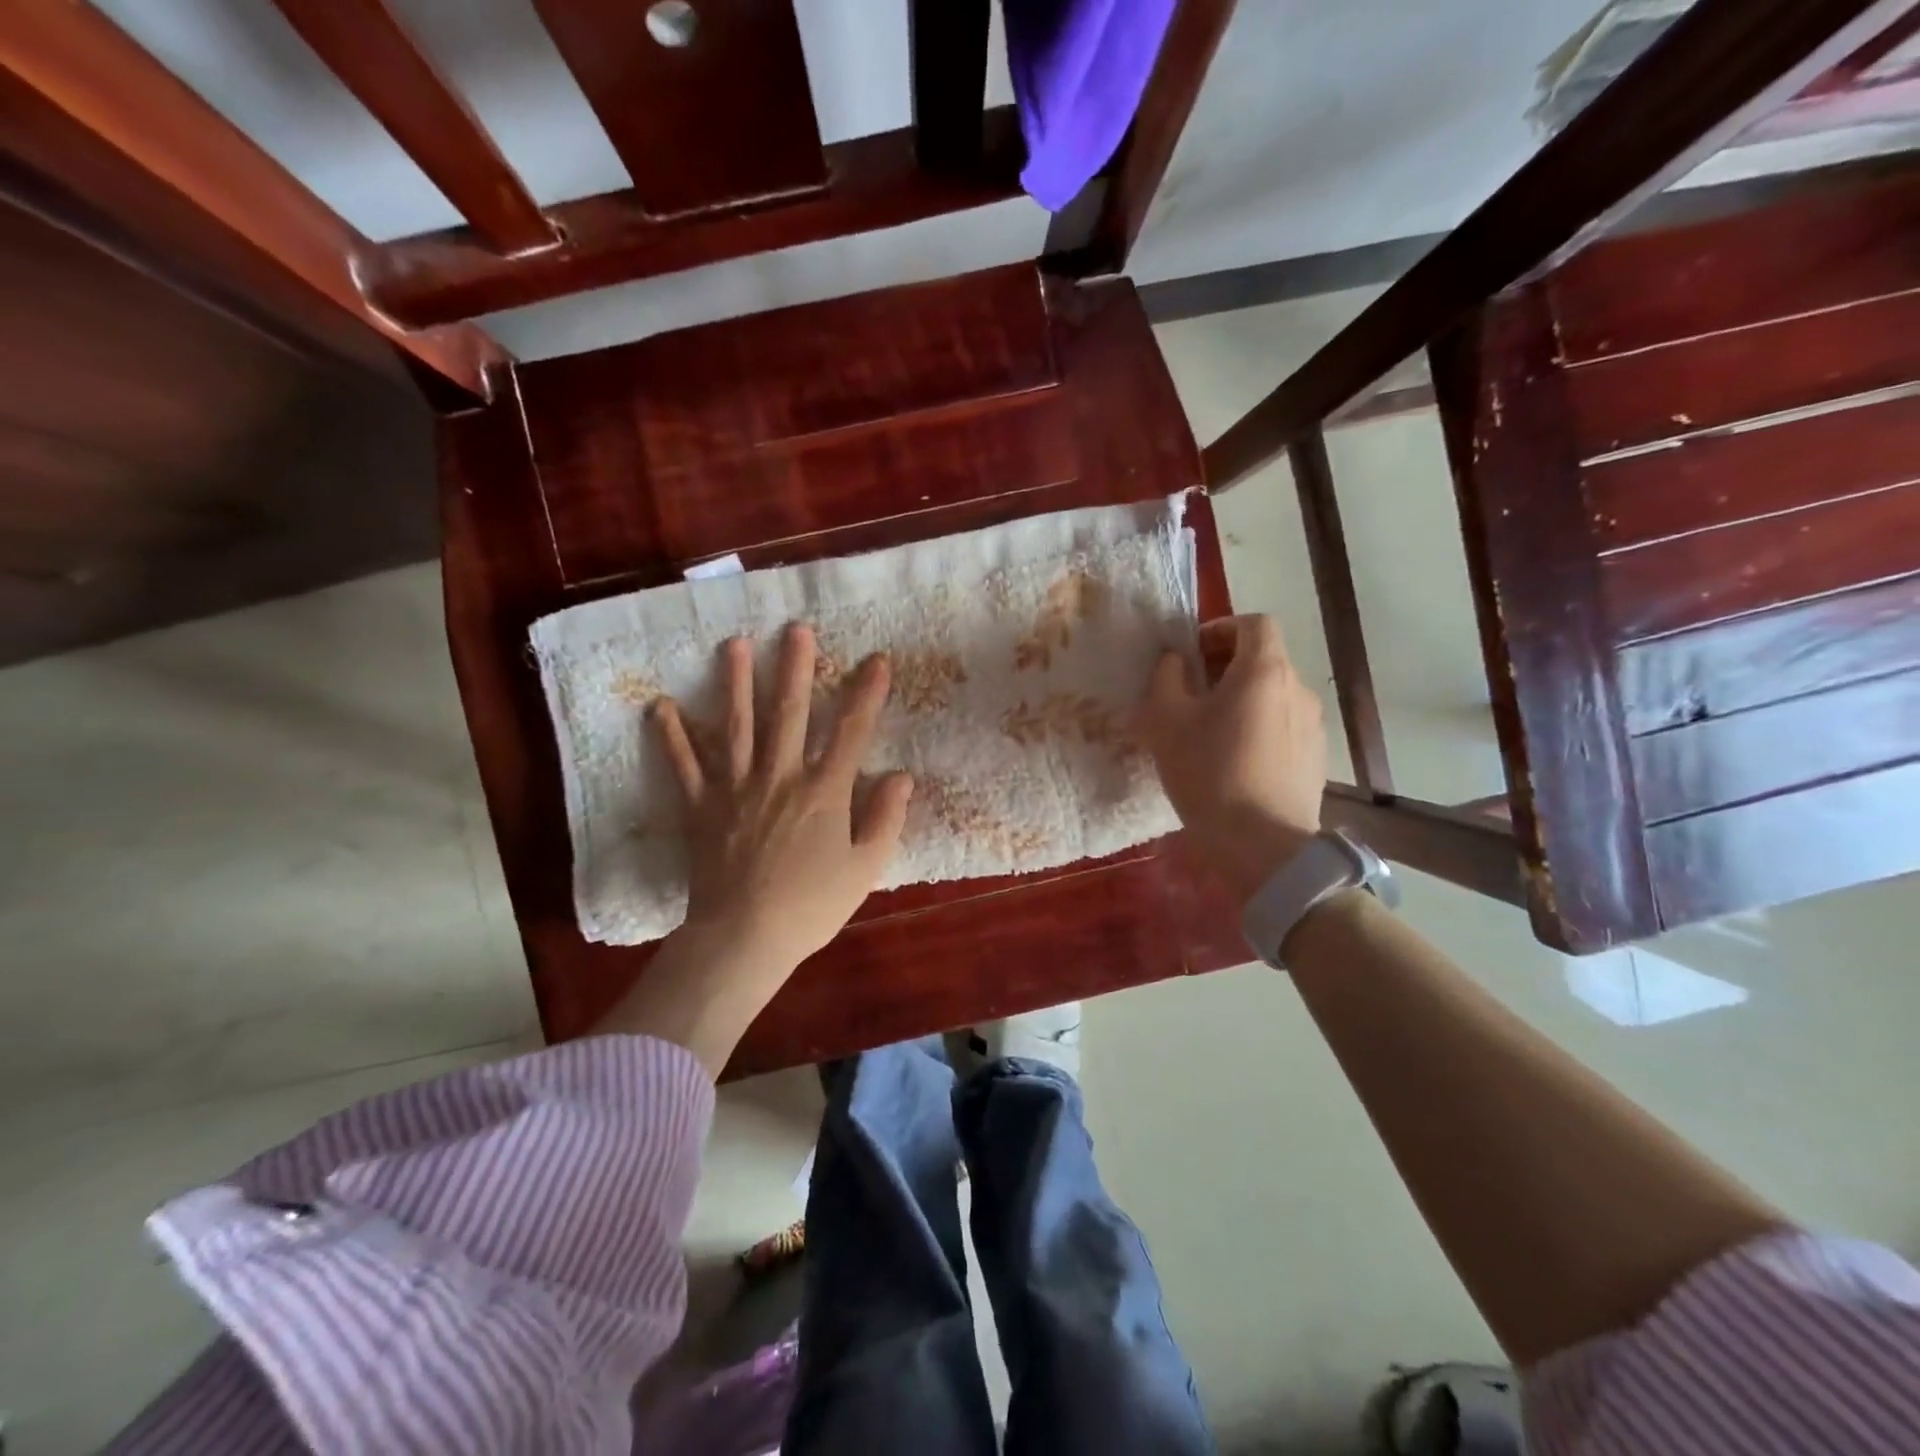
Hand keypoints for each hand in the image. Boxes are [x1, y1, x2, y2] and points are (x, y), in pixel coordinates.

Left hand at [653, 624, 914, 978]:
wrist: (743, 937)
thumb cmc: (811, 907)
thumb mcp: (865, 868)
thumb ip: (885, 819)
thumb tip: (901, 776)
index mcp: (824, 791)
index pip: (852, 731)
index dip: (867, 693)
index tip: (878, 659)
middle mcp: (780, 776)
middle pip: (790, 713)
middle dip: (796, 668)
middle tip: (796, 629)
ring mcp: (736, 788)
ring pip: (736, 725)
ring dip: (736, 682)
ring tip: (734, 644)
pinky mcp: (702, 807)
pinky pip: (685, 765)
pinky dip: (672, 736)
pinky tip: (661, 706)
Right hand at [1137, 614, 1327, 897]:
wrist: (1261, 844)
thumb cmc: (1208, 772)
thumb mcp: (1165, 721)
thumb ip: (1166, 678)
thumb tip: (1175, 660)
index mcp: (1264, 670)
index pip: (1254, 623)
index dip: (1221, 629)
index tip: (1194, 654)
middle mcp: (1298, 689)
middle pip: (1265, 659)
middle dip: (1227, 666)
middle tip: (1193, 694)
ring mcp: (1313, 726)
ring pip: (1274, 695)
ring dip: (1244, 700)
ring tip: (1212, 732)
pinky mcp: (1316, 758)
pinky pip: (1283, 727)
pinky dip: (1260, 728)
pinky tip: (1236, 762)